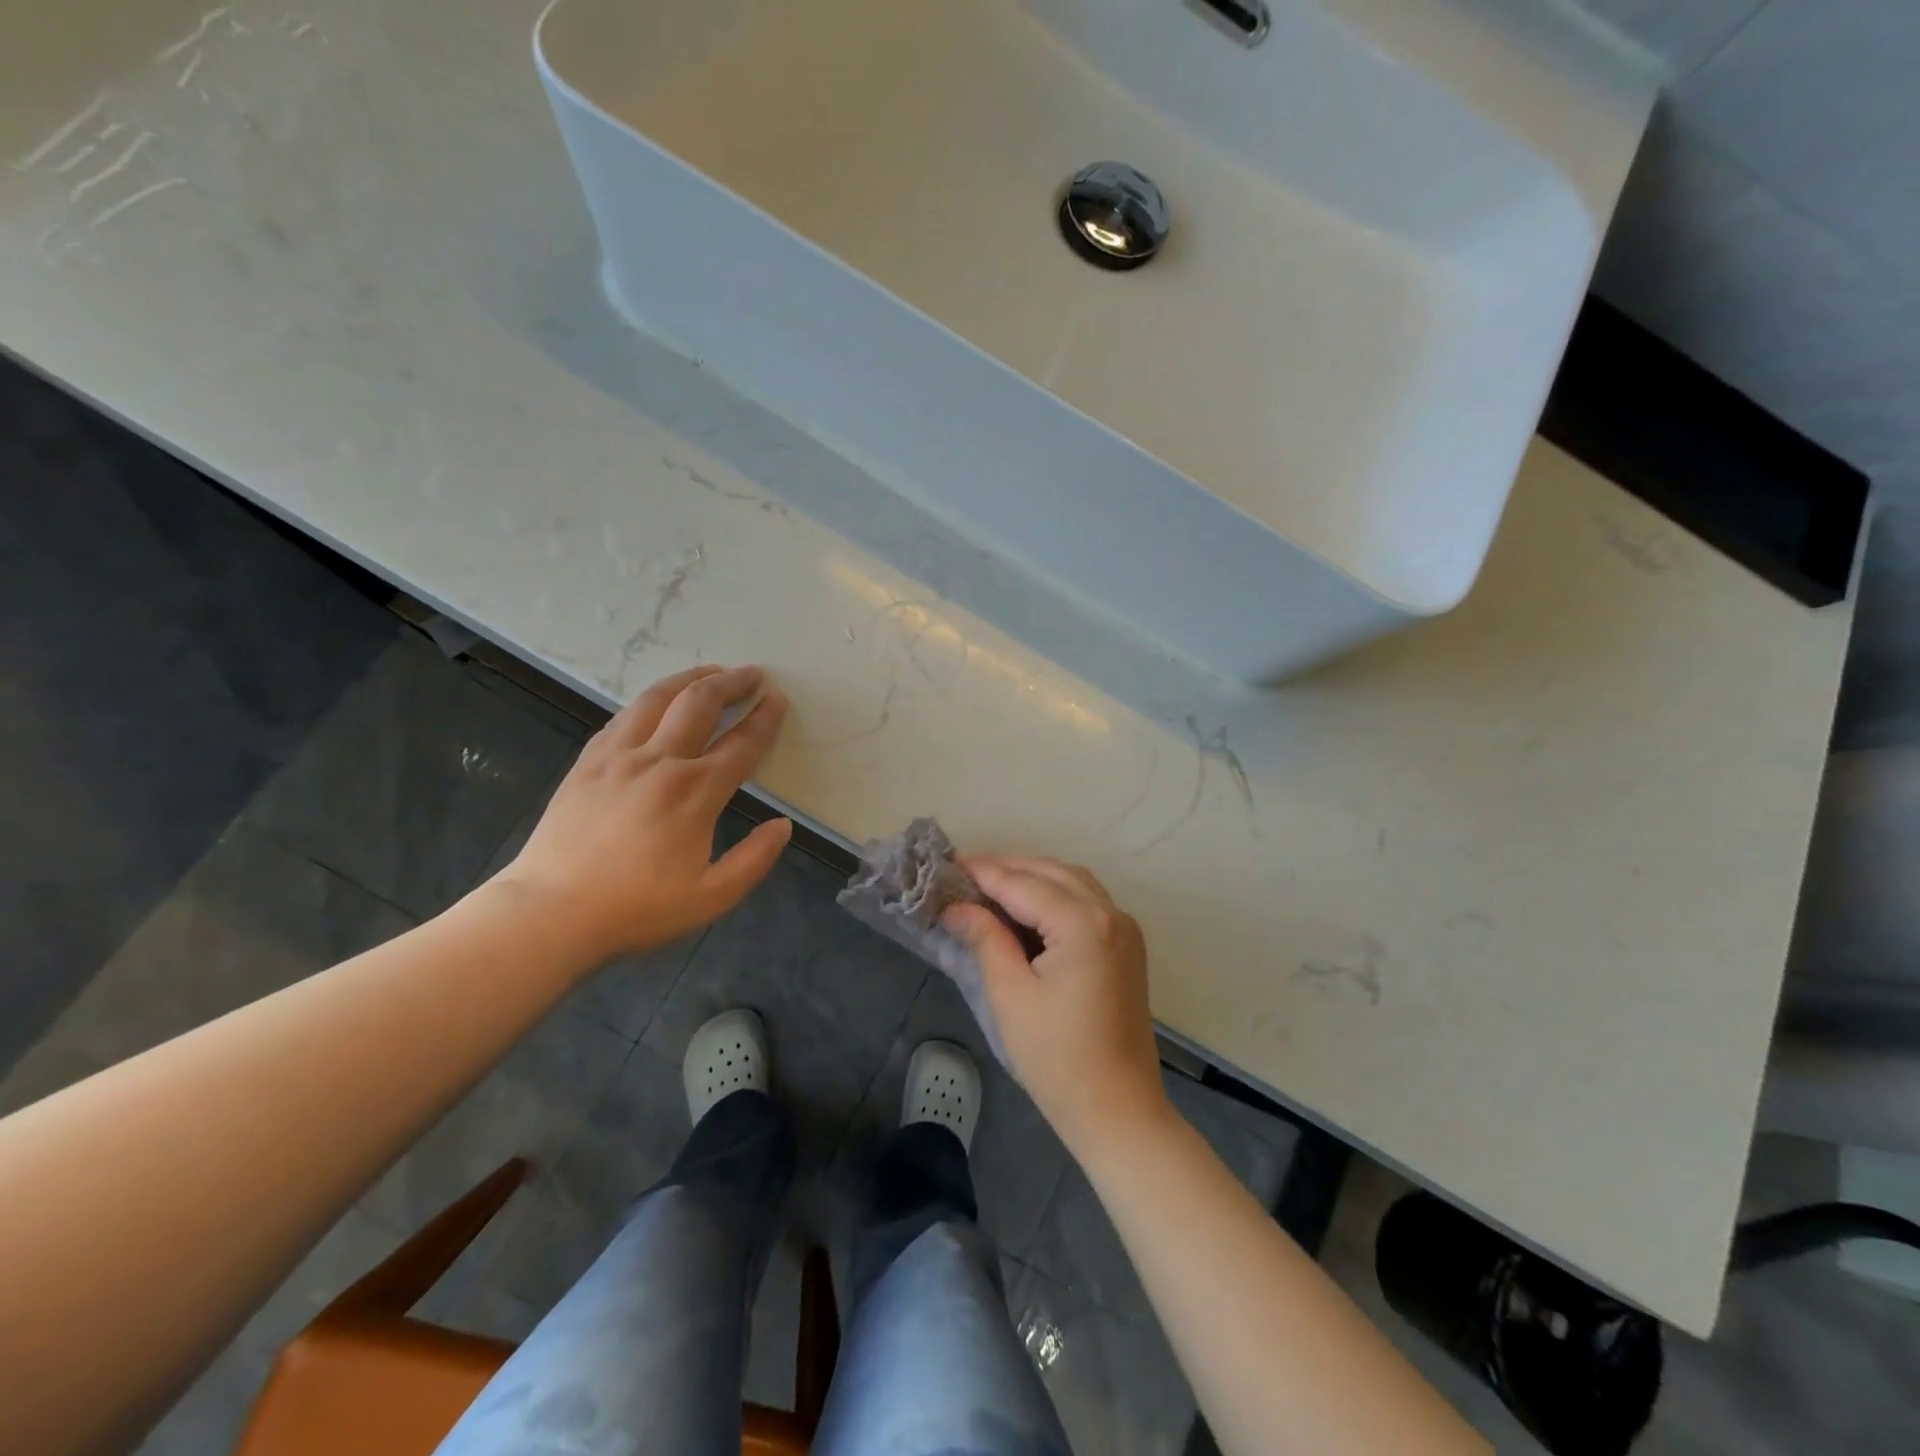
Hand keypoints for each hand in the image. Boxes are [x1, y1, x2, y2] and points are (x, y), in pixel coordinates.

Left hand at [493, 665, 791, 965]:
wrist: (551, 912)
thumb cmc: (637, 909)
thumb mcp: (711, 898)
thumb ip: (755, 860)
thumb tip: (783, 825)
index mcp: (696, 793)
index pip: (741, 743)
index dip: (765, 719)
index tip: (778, 699)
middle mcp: (660, 762)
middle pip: (700, 703)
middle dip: (731, 682)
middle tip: (751, 674)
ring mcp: (618, 757)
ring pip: (658, 698)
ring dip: (690, 679)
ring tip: (710, 672)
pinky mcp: (588, 762)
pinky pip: (623, 717)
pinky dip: (650, 701)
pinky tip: (657, 703)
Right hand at [943, 857, 1169, 1155]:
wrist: (1118, 1110)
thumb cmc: (1057, 1058)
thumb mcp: (1011, 996)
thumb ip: (986, 939)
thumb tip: (956, 907)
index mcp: (1083, 924)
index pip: (1023, 883)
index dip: (983, 873)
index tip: (946, 866)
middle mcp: (1110, 913)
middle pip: (1051, 871)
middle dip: (1007, 867)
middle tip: (963, 874)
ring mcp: (1124, 928)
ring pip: (1072, 881)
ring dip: (1032, 876)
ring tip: (989, 886)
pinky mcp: (1127, 945)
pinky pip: (1087, 901)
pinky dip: (1055, 893)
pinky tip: (1027, 907)